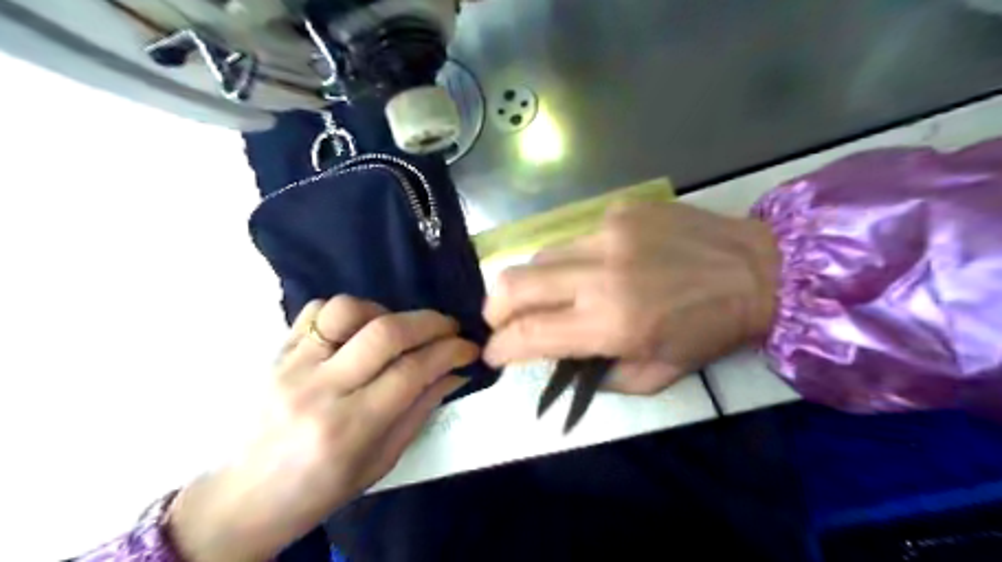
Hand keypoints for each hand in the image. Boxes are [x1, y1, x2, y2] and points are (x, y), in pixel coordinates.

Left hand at [170, 296, 479, 560]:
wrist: (243, 499)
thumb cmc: (319, 490)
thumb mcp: (381, 461)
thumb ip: (420, 410)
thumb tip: (455, 372)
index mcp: (350, 428)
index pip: (412, 371)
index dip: (450, 352)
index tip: (469, 347)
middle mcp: (320, 390)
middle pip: (385, 333)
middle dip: (430, 322)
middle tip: (449, 327)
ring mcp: (292, 366)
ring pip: (347, 310)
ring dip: (385, 311)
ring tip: (399, 329)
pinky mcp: (276, 353)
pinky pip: (315, 309)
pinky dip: (347, 310)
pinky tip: (359, 329)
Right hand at [481, 202, 778, 395]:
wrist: (758, 269)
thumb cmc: (711, 330)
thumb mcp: (658, 375)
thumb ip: (601, 377)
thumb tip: (561, 362)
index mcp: (611, 324)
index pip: (529, 334)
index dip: (501, 347)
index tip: (494, 354)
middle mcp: (600, 275)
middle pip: (514, 283)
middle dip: (495, 308)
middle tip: (501, 321)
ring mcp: (607, 233)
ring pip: (539, 256)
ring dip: (532, 282)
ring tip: (548, 295)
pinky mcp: (620, 210)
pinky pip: (575, 237)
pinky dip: (572, 259)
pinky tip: (596, 266)